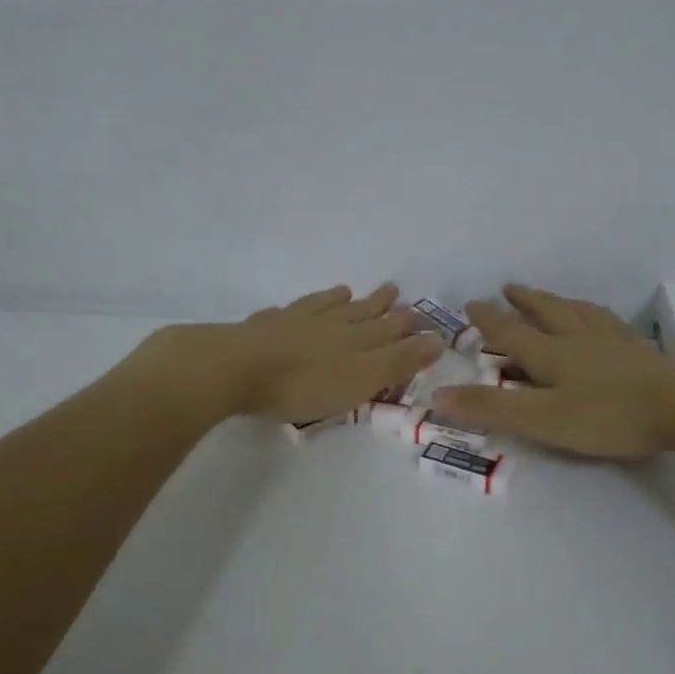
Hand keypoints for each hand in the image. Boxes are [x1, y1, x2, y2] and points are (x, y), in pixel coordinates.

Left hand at [134, 283, 442, 423]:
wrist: (236, 367)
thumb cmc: (303, 384)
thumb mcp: (360, 379)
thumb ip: (397, 362)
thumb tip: (437, 339)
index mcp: (354, 341)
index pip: (388, 330)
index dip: (405, 325)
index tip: (420, 313)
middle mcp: (328, 325)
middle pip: (359, 313)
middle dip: (379, 305)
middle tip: (394, 290)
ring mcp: (293, 322)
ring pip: (323, 307)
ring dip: (340, 300)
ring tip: (349, 290)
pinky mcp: (262, 327)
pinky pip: (287, 311)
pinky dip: (297, 307)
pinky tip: (292, 307)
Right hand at [432, 283, 674, 458]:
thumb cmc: (607, 416)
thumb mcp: (541, 419)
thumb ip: (491, 409)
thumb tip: (436, 397)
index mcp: (551, 354)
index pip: (511, 332)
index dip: (488, 320)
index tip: (471, 302)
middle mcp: (578, 339)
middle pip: (547, 313)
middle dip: (525, 302)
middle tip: (510, 287)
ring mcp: (613, 342)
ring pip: (579, 313)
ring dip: (559, 302)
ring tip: (553, 297)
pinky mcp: (640, 351)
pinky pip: (611, 324)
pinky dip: (596, 316)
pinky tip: (604, 321)